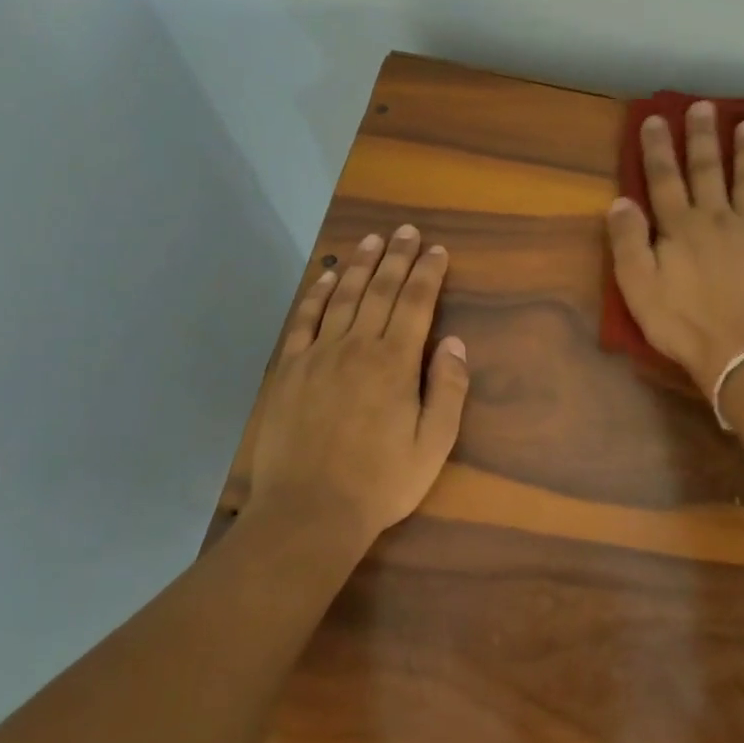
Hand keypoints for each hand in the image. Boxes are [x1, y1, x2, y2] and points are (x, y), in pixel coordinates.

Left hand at [247, 225, 469, 545]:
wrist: (308, 512)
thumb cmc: (380, 482)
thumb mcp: (433, 444)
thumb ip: (448, 389)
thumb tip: (455, 342)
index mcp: (395, 362)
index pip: (416, 302)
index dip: (428, 272)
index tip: (437, 250)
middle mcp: (357, 346)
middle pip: (381, 290)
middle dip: (397, 257)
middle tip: (407, 230)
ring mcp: (318, 354)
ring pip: (343, 296)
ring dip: (361, 265)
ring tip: (373, 240)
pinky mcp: (288, 369)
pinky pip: (303, 320)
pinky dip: (316, 294)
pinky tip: (327, 278)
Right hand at [606, 102, 743, 395]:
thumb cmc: (686, 325)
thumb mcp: (639, 290)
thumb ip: (628, 243)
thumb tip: (620, 201)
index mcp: (680, 228)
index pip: (664, 179)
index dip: (657, 148)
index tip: (655, 118)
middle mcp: (717, 218)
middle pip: (708, 169)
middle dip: (703, 136)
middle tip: (704, 106)